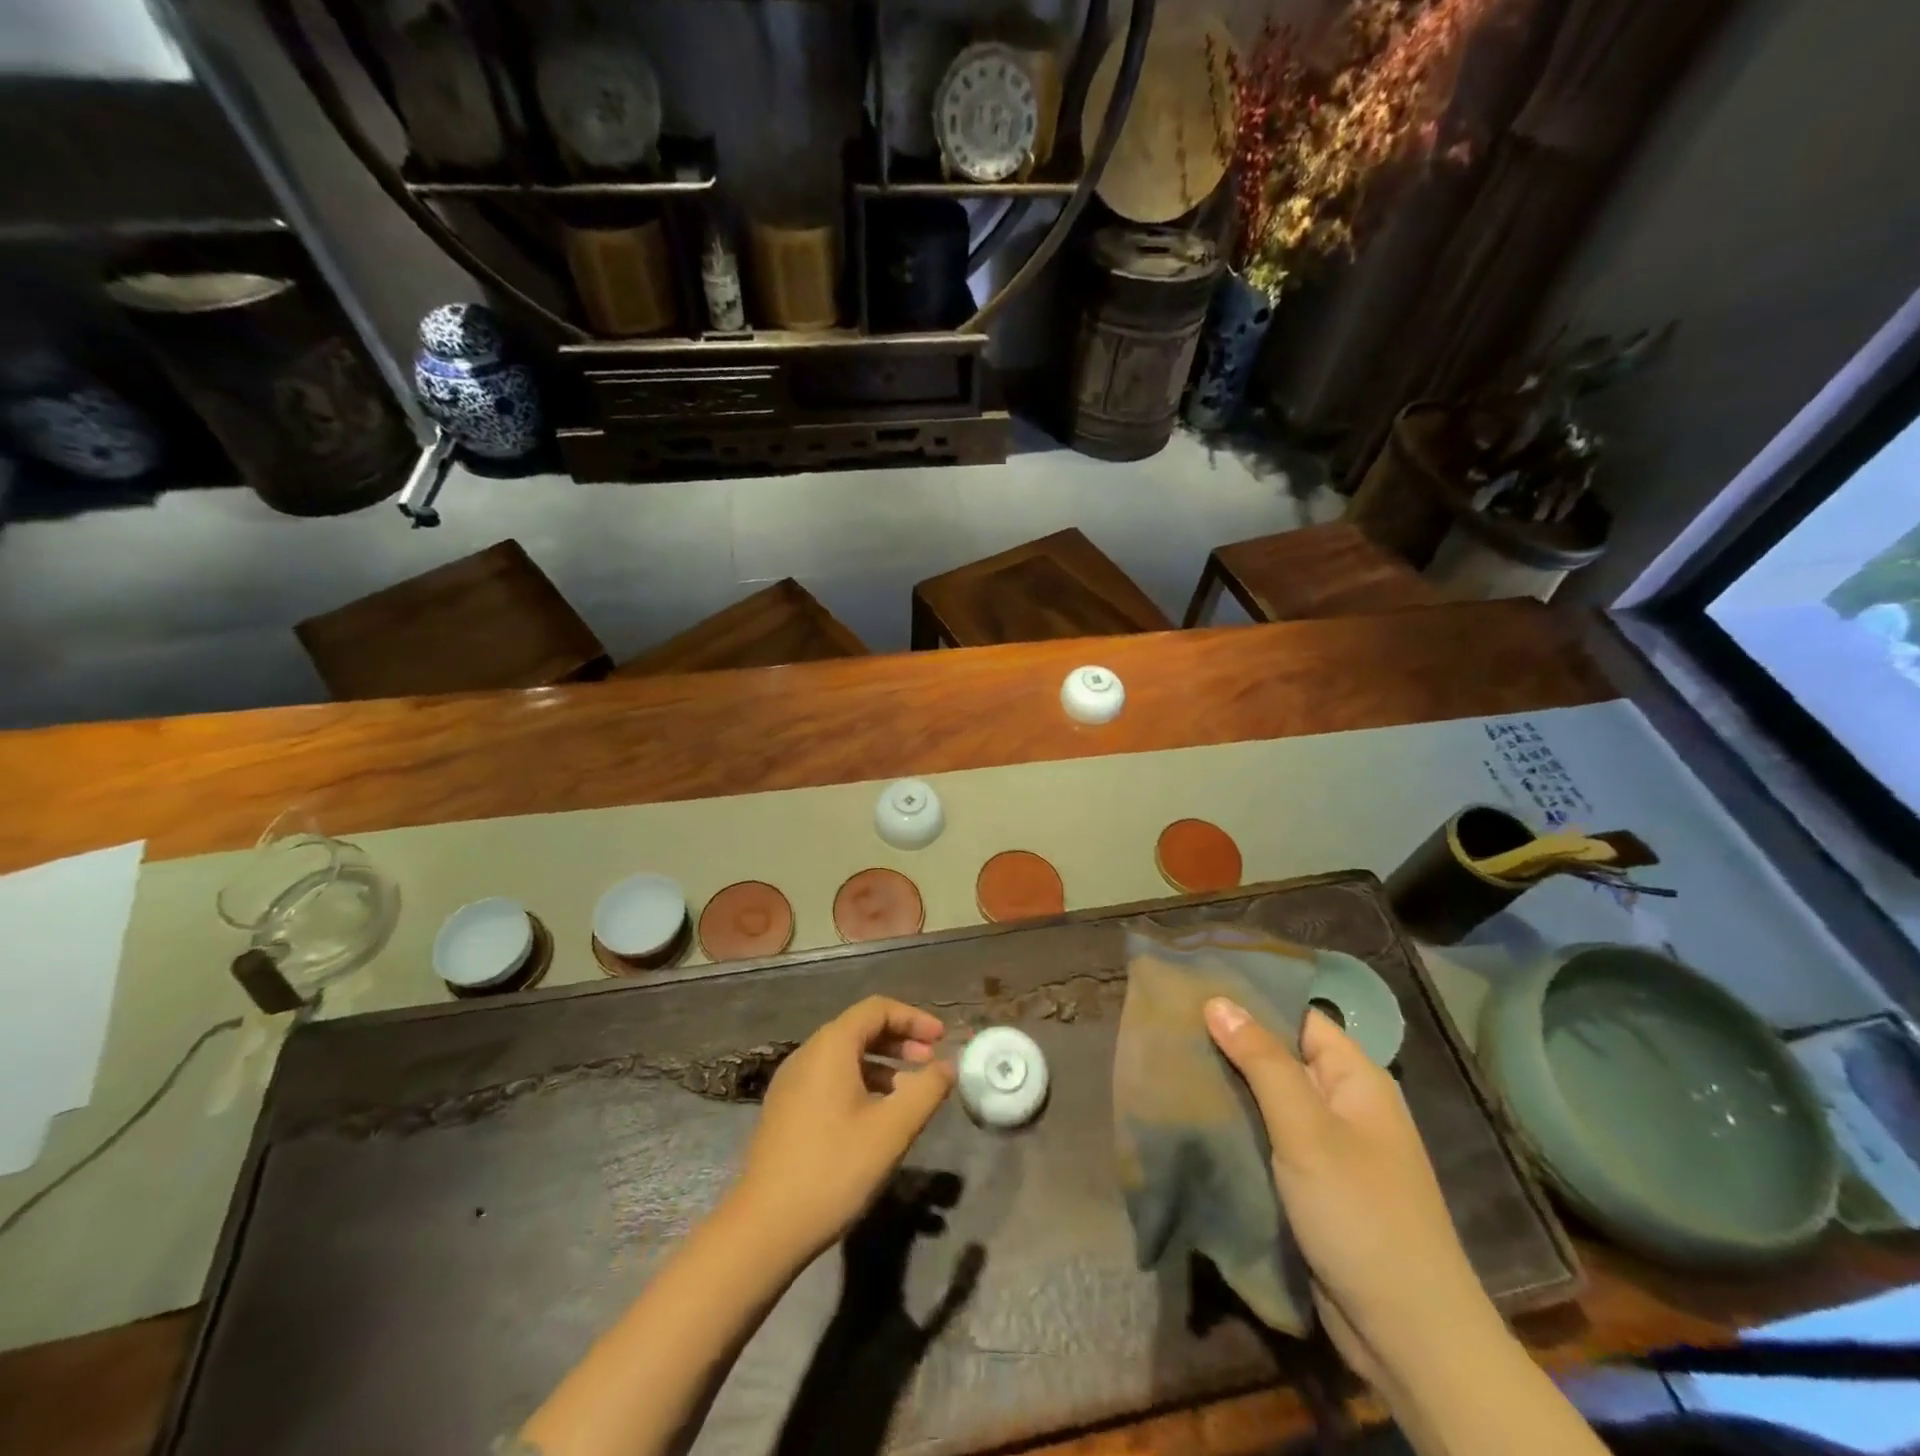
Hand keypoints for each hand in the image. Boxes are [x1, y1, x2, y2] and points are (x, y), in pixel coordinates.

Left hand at [731, 997, 956, 1263]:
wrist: (763, 1228)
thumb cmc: (833, 1169)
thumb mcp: (892, 1129)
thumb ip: (926, 1090)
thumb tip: (948, 1065)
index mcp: (831, 1046)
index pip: (877, 1009)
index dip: (914, 1018)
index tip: (942, 1038)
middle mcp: (807, 1054)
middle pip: (860, 1028)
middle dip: (900, 1040)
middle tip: (931, 1062)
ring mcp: (791, 1082)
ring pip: (845, 1056)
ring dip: (882, 1063)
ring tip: (909, 1092)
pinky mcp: (786, 1109)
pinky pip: (830, 1078)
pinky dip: (861, 1082)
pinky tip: (876, 1116)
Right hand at [1204, 998, 1501, 1387]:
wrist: (1406, 1335)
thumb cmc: (1360, 1214)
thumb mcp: (1307, 1130)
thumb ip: (1262, 1062)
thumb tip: (1217, 1000)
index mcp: (1355, 1079)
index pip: (1298, 1017)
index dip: (1251, 999)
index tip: (1195, 985)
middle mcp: (1343, 1104)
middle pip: (1279, 1056)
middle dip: (1229, 1043)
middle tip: (1170, 1023)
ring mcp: (1328, 1146)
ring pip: (1268, 1099)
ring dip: (1228, 1086)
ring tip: (1169, 1061)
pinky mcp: (1310, 1184)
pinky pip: (1268, 1138)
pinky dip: (1236, 1126)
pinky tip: (1194, 1114)